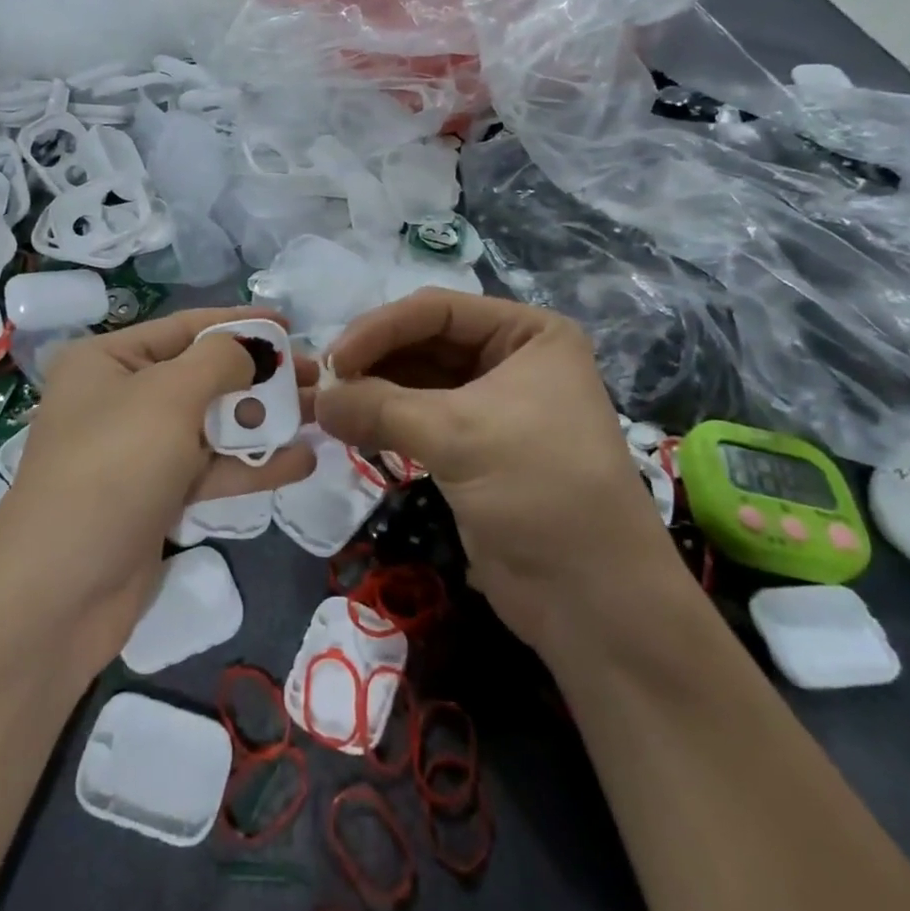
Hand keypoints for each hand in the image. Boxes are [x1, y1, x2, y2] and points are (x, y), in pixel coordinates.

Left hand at [0, 308, 316, 682]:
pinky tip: (300, 461)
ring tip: (321, 415)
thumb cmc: (113, 468)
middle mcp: (120, 399)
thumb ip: (219, 361)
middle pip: (203, 376)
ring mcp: (138, 452)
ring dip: (263, 422)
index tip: (291, 325)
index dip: (240, 324)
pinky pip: (209, 470)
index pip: (185, 328)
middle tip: (318, 377)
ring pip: (212, 425)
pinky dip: (250, 465)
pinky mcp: (155, 498)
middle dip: (260, 376)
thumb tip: (249, 351)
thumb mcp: (168, 396)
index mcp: (108, 361)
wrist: (60, 593)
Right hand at [315, 290, 679, 655]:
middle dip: (370, 361)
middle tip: (319, 384)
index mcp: (527, 333)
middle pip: (422, 342)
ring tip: (322, 406)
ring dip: (369, 391)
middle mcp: (510, 359)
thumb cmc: (540, 489)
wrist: (592, 599)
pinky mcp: (471, 447)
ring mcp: (490, 404)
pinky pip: (416, 418)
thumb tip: (317, 398)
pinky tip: (346, 427)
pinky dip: (381, 421)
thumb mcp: (459, 435)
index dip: (379, 329)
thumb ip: (380, 408)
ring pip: (415, 381)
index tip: (331, 360)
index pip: (436, 311)